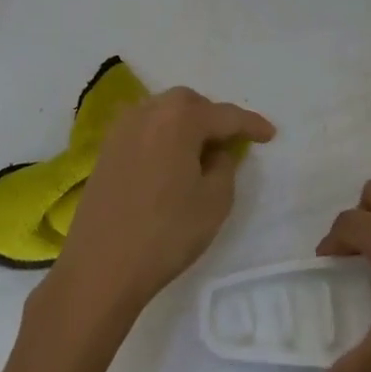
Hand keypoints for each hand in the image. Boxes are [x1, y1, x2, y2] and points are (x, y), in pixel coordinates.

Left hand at [46, 87, 274, 321]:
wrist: (100, 268)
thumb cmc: (165, 234)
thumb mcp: (215, 202)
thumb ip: (225, 165)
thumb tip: (215, 151)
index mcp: (180, 119)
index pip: (226, 115)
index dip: (251, 125)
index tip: (270, 134)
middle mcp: (149, 112)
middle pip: (190, 103)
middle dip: (214, 117)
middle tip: (231, 142)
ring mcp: (123, 128)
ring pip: (164, 111)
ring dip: (186, 123)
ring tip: (200, 150)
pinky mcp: (106, 148)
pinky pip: (145, 127)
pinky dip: (163, 134)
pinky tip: (170, 159)